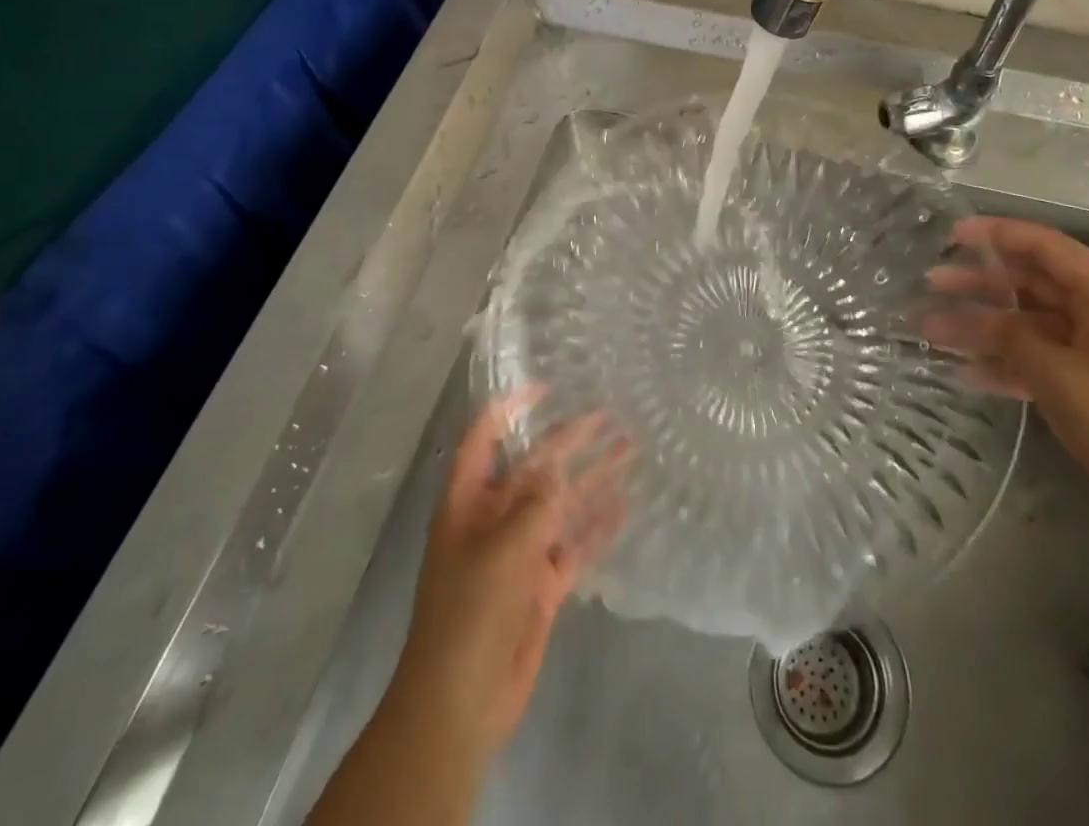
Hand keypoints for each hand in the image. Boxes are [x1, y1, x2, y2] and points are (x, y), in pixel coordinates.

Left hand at [388, 396, 626, 761]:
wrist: (460, 702)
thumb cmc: (469, 612)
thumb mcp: (501, 548)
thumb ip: (534, 503)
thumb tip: (557, 464)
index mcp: (469, 501)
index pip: (486, 438)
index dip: (511, 408)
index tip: (546, 387)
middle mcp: (495, 518)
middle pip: (535, 467)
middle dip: (568, 440)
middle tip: (608, 415)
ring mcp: (520, 551)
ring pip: (561, 502)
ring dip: (592, 476)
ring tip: (628, 449)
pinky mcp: (541, 583)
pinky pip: (574, 544)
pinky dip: (598, 525)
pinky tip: (626, 505)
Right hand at [923, 217, 1088, 529]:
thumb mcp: (1059, 375)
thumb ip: (1011, 338)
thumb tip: (979, 319)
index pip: (1044, 246)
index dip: (996, 234)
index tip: (951, 234)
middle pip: (1032, 284)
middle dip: (980, 283)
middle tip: (931, 283)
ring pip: (1030, 324)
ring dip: (983, 327)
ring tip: (932, 330)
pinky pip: (1041, 360)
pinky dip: (1006, 363)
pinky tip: (965, 371)